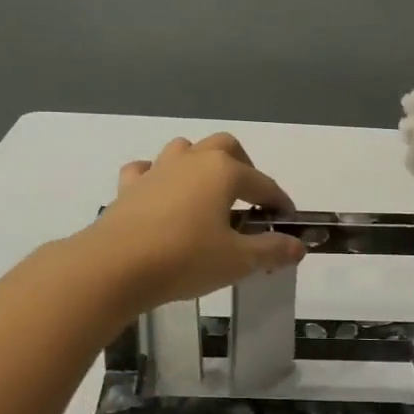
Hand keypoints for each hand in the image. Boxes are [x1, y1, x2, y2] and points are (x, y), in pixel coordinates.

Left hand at [83, 133, 307, 315]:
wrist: (115, 266)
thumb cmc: (185, 259)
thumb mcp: (237, 260)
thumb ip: (271, 250)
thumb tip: (298, 246)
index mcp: (224, 171)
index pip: (263, 184)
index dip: (279, 203)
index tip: (288, 221)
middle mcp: (192, 160)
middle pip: (225, 147)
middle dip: (243, 167)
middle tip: (249, 199)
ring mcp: (157, 169)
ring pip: (185, 150)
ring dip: (201, 165)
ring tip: (207, 194)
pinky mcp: (129, 187)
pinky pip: (147, 171)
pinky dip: (158, 178)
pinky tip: (161, 196)